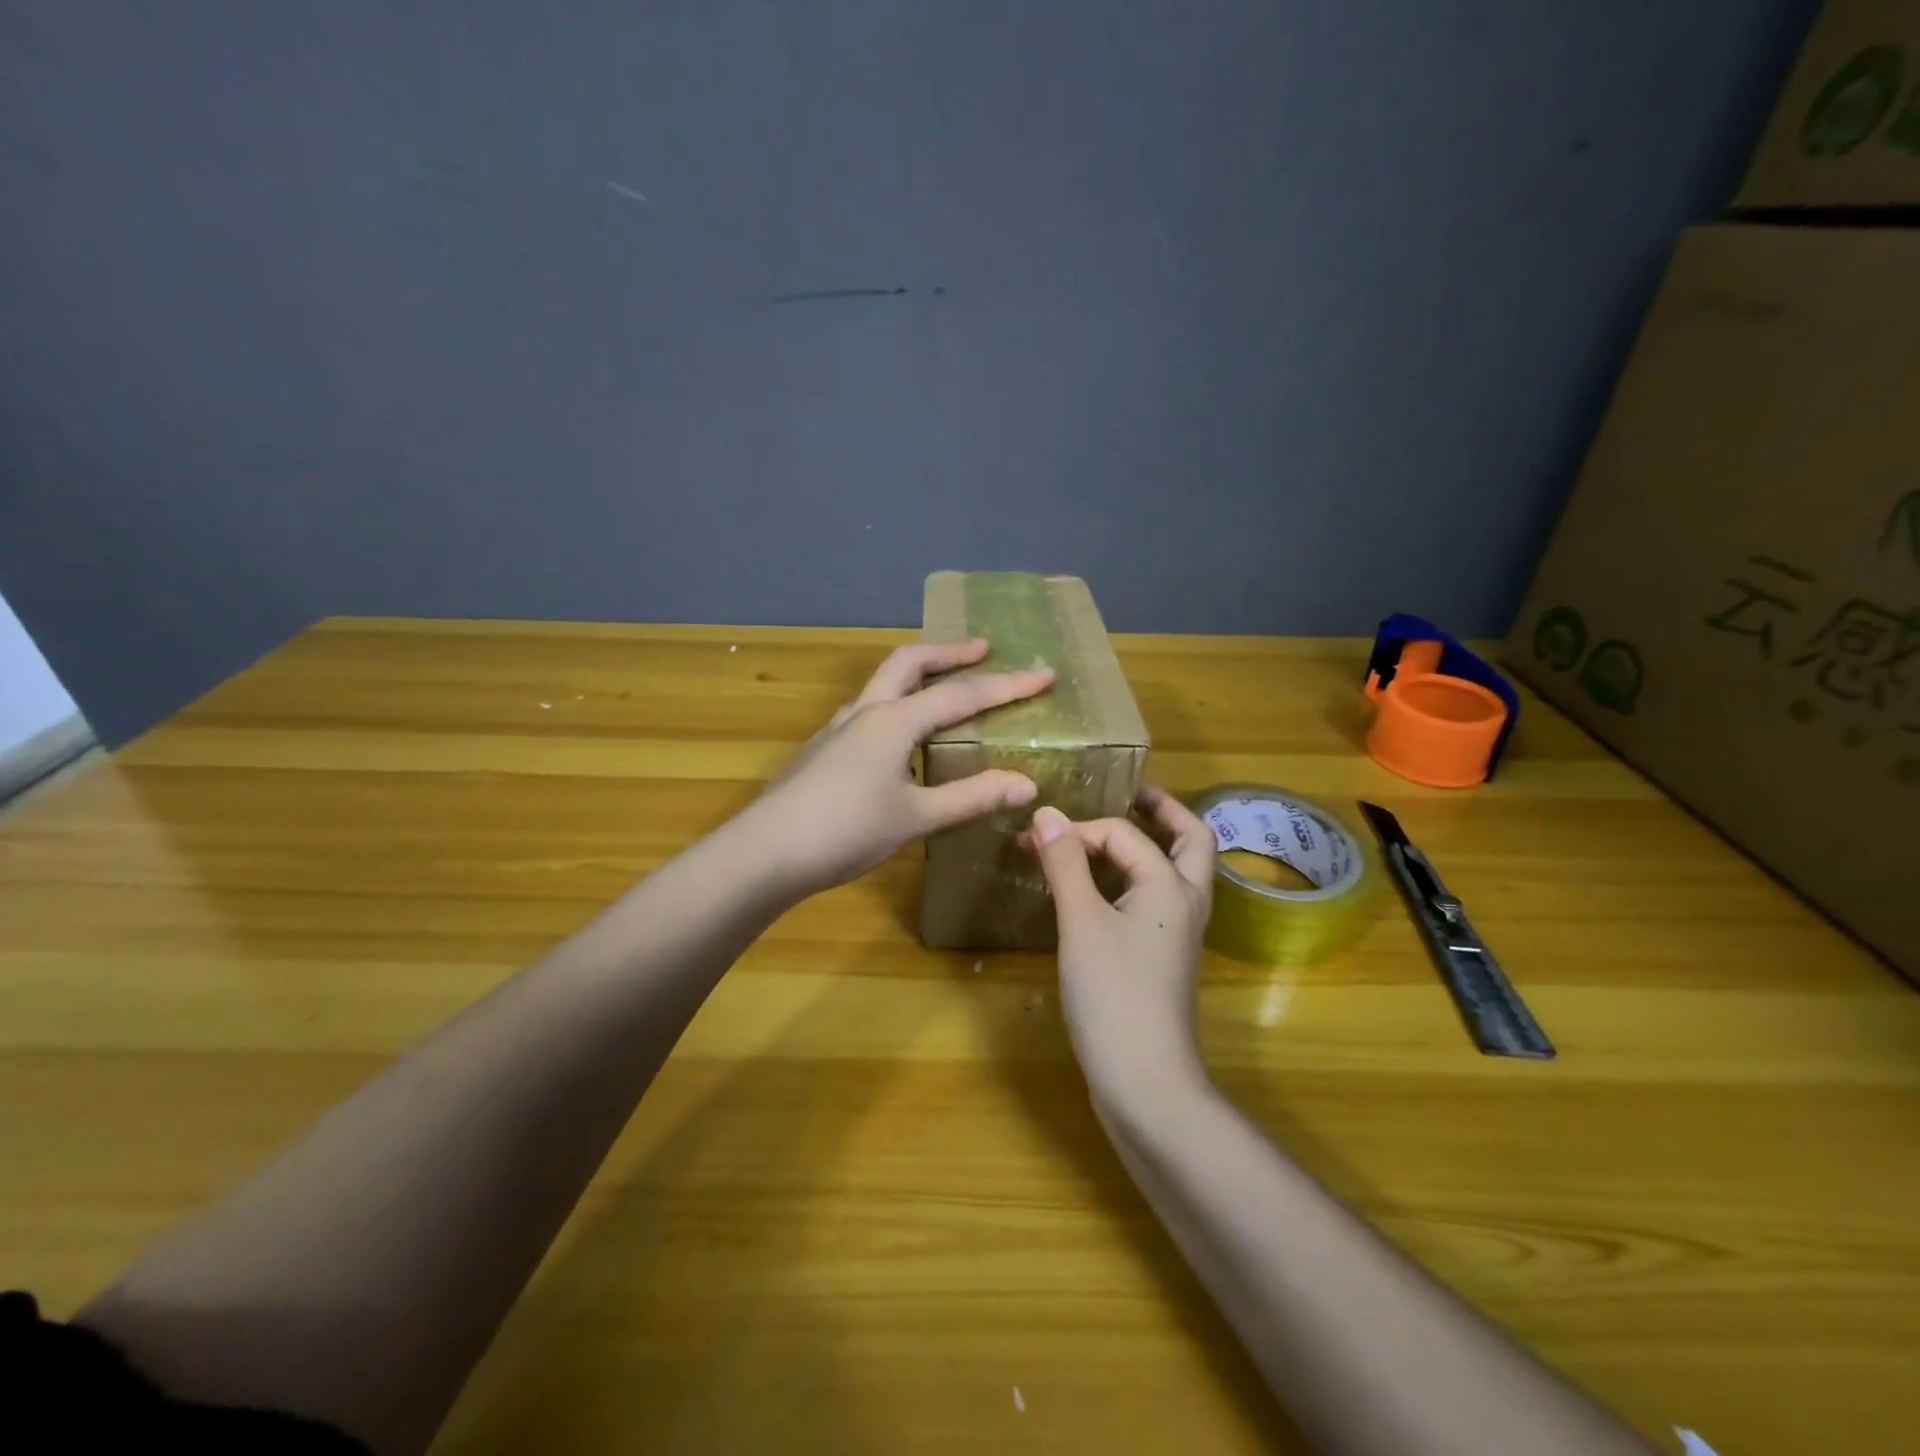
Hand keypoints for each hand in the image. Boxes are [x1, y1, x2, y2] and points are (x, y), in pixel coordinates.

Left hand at [750, 639, 1054, 897]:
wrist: (764, 852)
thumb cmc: (844, 831)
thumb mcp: (916, 817)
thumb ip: (971, 797)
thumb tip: (1028, 784)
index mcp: (893, 721)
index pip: (961, 695)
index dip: (1007, 686)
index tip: (1045, 674)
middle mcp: (865, 712)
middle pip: (910, 663)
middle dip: (950, 653)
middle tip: (983, 649)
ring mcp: (838, 728)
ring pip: (883, 684)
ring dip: (918, 674)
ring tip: (945, 686)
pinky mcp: (823, 749)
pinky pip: (868, 711)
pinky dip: (897, 705)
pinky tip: (901, 737)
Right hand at [1026, 785, 1215, 1096]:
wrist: (1146, 1081)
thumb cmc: (1113, 995)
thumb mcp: (1081, 923)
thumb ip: (1065, 863)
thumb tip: (1046, 813)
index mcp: (1170, 885)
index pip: (1124, 834)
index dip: (1077, 829)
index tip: (1033, 839)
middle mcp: (1186, 902)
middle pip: (1191, 840)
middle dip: (1163, 812)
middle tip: (1132, 793)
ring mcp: (1181, 933)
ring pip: (1179, 871)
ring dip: (1157, 843)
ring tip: (1117, 832)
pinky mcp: (1166, 958)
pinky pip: (1161, 899)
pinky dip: (1141, 877)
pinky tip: (1107, 888)